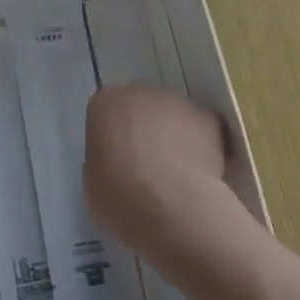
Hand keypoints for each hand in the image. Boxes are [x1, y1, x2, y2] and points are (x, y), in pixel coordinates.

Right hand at [85, 83, 236, 263]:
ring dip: (173, 134)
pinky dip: (200, 144)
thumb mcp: (92, 184)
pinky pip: (200, 128)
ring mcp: (175, 101)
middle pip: (140, 107)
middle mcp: (138, 92)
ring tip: (178, 173)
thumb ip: (102, 161)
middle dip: (144, 129)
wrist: (176, 207)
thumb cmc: (123, 198)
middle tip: (148, 167)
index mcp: (104, 105)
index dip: (113, 137)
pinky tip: (200, 173)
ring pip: (171, 114)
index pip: (106, 112)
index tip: (118, 162)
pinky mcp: (207, 116)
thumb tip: (116, 163)